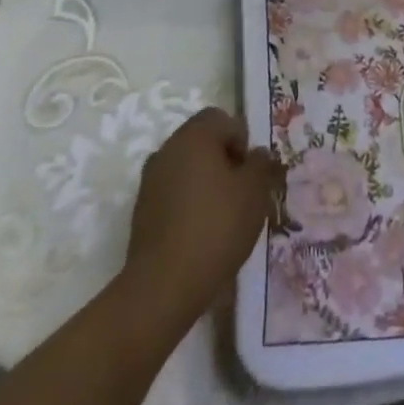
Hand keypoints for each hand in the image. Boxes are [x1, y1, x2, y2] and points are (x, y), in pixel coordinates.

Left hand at [123, 107, 282, 328]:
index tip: (251, 173)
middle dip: (225, 161)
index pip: (222, 118)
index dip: (242, 140)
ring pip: (187, 168)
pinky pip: (173, 193)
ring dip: (207, 182)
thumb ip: (261, 164)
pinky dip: (189, 203)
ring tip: (225, 216)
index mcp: (194, 136)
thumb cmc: (216, 227)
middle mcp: (168, 149)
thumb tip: (257, 154)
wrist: (163, 286)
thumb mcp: (255, 192)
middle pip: (203, 142)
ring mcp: (150, 180)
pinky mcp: (142, 210)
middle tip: (242, 193)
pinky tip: (202, 233)